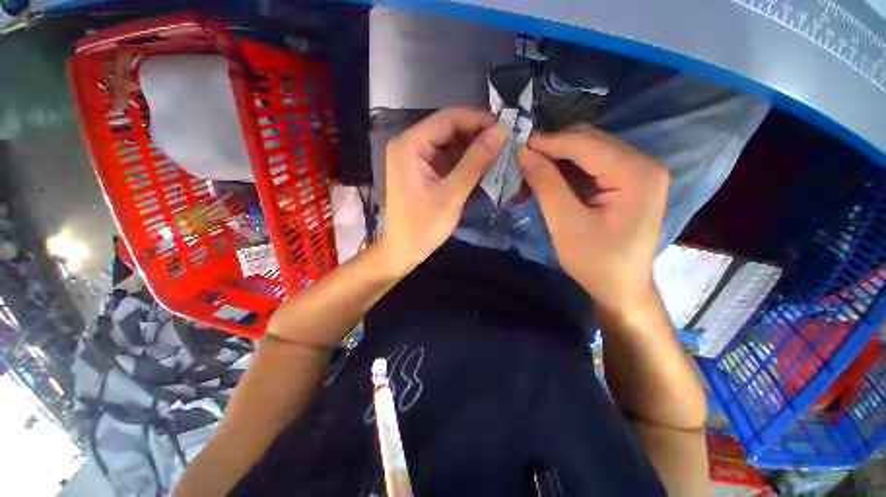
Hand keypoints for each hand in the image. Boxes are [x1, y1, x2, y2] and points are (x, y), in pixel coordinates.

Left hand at [379, 108, 505, 273]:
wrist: (403, 251)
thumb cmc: (423, 225)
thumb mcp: (452, 193)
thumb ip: (475, 161)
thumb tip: (501, 132)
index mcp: (409, 145)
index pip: (447, 119)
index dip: (477, 119)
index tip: (504, 127)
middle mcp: (409, 145)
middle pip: (447, 130)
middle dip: (476, 135)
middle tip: (505, 142)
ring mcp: (414, 159)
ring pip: (448, 145)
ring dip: (472, 149)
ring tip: (499, 154)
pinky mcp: (420, 172)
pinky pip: (445, 159)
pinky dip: (463, 162)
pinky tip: (482, 166)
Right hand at [517, 124, 668, 314]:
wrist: (621, 288)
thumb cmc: (596, 262)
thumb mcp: (566, 223)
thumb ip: (546, 184)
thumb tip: (522, 152)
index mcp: (635, 172)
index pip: (584, 144)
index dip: (547, 142)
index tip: (515, 145)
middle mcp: (642, 163)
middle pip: (588, 141)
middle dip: (551, 149)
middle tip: (520, 161)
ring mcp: (637, 172)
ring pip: (587, 152)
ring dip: (556, 160)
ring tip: (528, 172)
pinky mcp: (627, 182)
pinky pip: (591, 166)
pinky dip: (565, 171)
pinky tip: (546, 180)